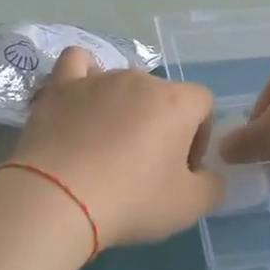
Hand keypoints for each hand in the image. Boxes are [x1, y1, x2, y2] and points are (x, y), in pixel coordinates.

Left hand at [8, 46, 224, 246]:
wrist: (57, 199)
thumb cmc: (131, 200)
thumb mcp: (190, 206)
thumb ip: (212, 186)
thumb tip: (206, 175)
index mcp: (176, 102)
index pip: (203, 104)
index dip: (198, 136)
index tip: (181, 169)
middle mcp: (140, 80)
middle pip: (162, 96)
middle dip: (161, 126)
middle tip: (145, 167)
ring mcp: (98, 79)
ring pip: (123, 84)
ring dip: (124, 110)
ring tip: (107, 146)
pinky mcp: (60, 87)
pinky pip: (77, 63)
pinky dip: (84, 76)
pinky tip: (82, 98)